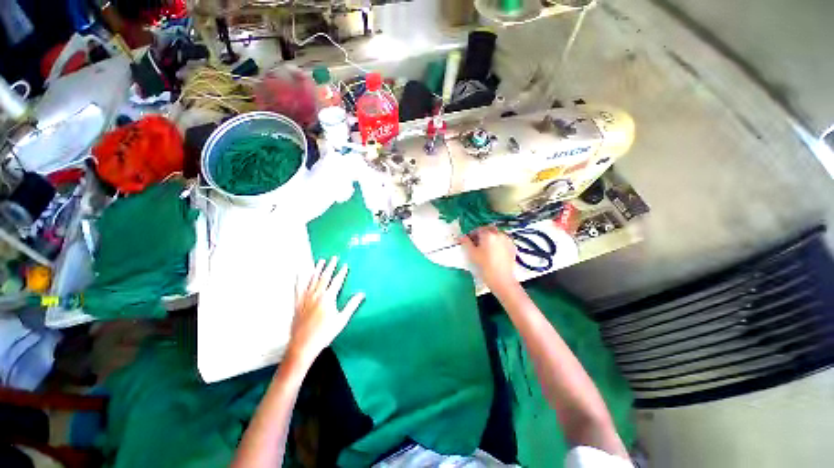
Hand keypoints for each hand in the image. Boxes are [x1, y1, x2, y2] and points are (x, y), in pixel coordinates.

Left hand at [288, 257, 364, 365]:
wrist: (303, 345)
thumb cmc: (325, 333)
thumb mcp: (342, 320)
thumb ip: (352, 305)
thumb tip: (362, 293)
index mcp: (328, 298)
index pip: (337, 281)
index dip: (341, 272)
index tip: (345, 265)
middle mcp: (316, 294)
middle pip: (324, 277)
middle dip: (330, 266)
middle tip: (333, 257)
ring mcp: (305, 297)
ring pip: (312, 279)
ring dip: (317, 269)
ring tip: (321, 260)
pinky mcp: (297, 302)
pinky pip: (298, 287)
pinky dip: (300, 279)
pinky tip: (300, 272)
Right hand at [460, 226, 518, 292]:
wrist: (502, 279)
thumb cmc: (484, 266)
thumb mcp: (472, 254)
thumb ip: (465, 242)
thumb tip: (461, 236)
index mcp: (488, 234)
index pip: (477, 229)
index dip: (471, 235)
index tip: (468, 242)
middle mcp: (499, 234)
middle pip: (488, 229)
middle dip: (482, 234)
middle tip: (477, 244)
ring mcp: (507, 240)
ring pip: (496, 234)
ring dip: (490, 238)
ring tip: (486, 249)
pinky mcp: (512, 247)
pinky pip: (503, 240)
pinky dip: (497, 243)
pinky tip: (494, 253)